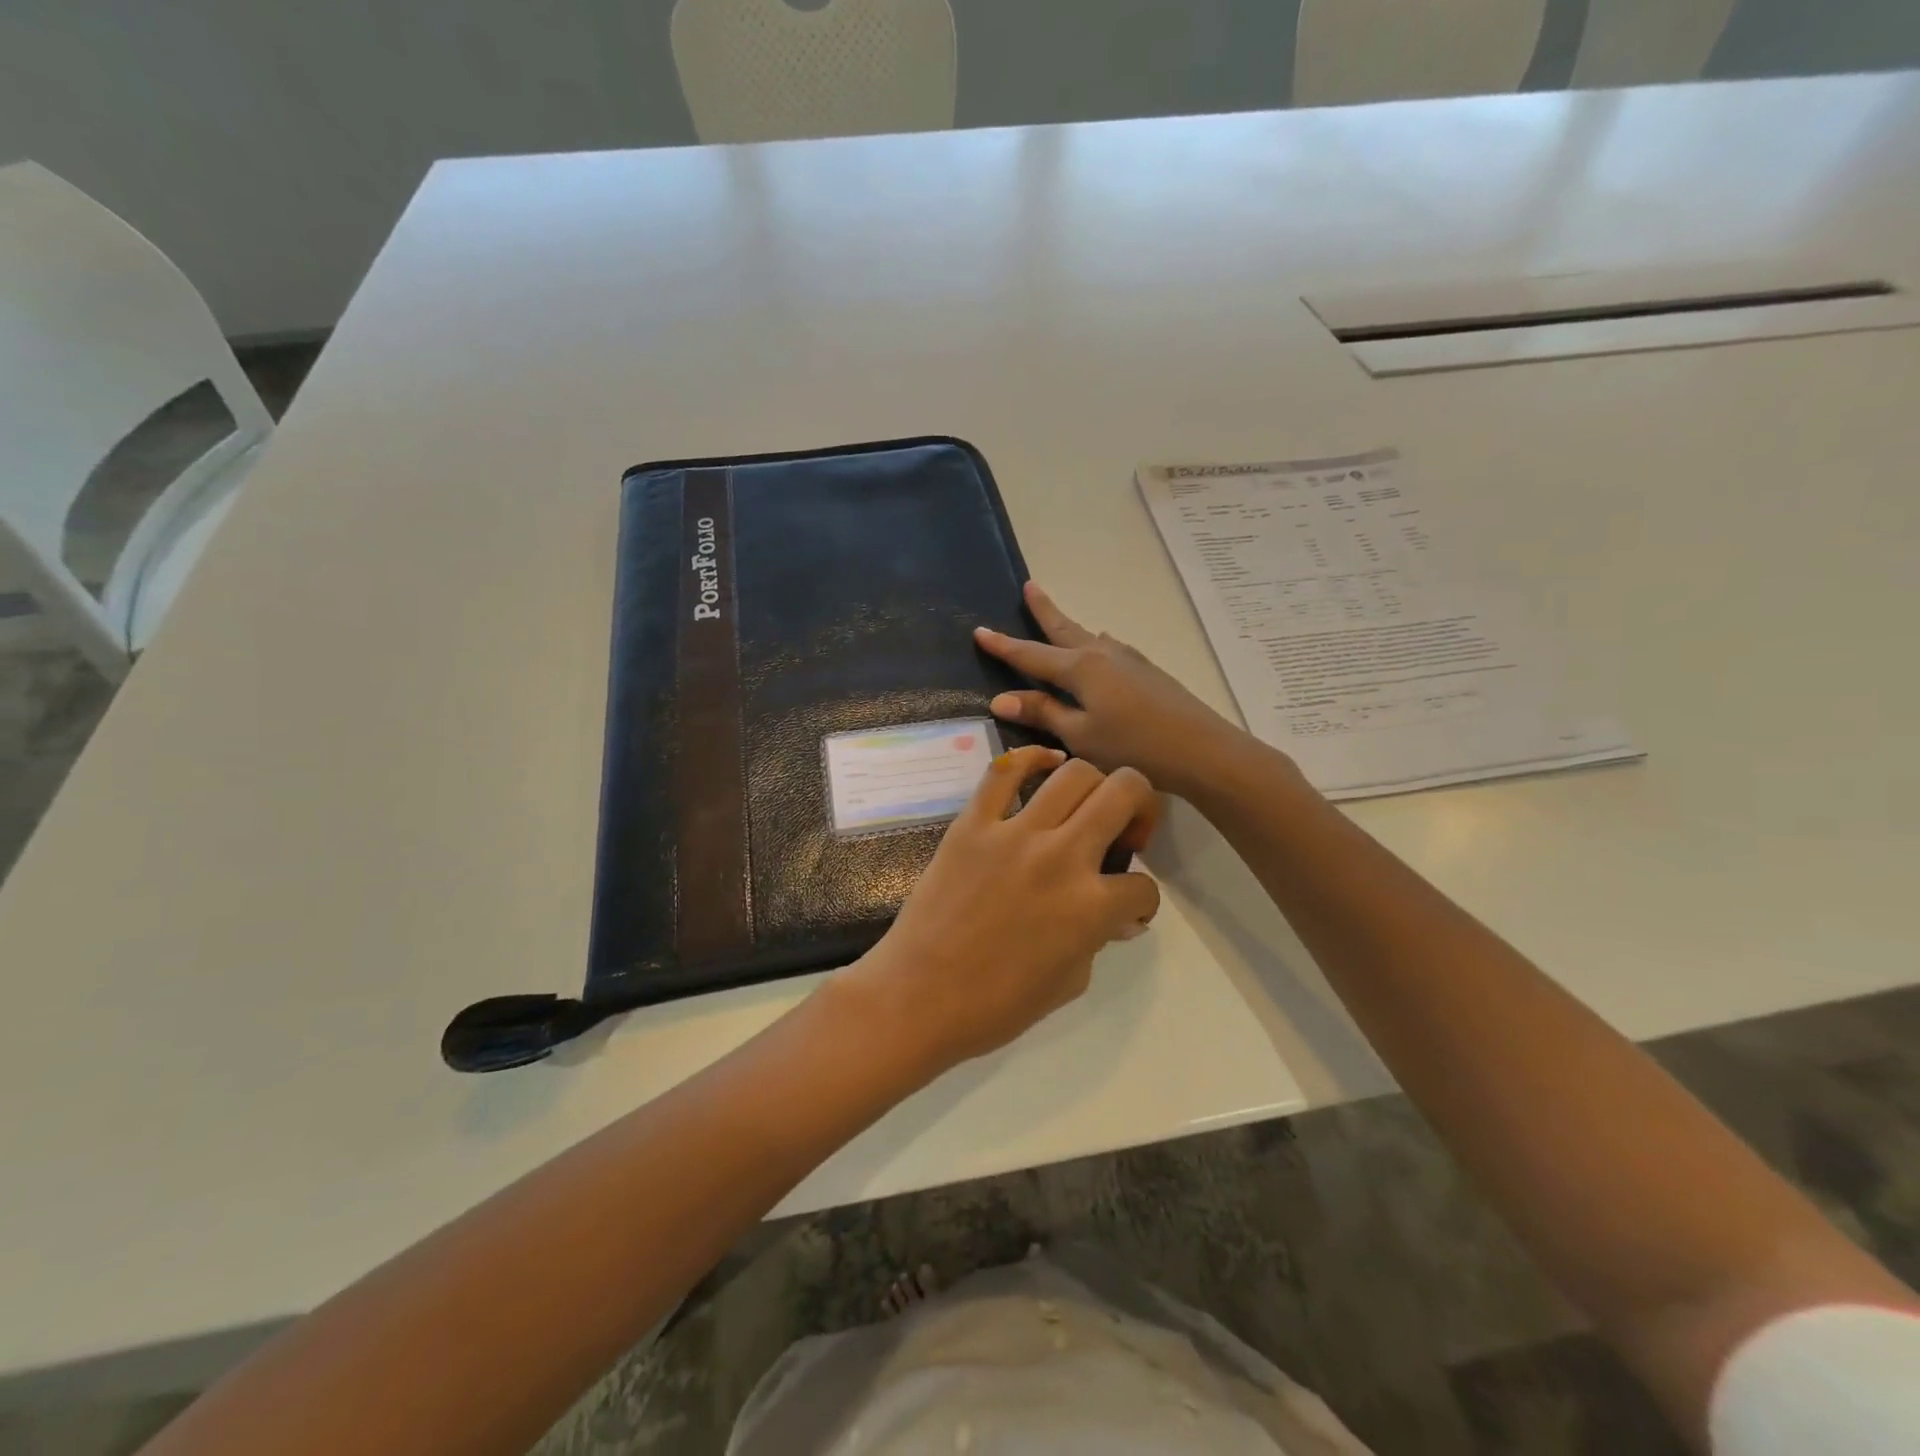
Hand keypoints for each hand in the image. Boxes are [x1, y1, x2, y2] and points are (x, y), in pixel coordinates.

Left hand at [841, 745, 1161, 1072]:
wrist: (917, 996)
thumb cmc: (995, 1005)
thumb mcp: (1067, 983)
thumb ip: (1097, 940)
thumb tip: (1117, 917)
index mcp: (1090, 908)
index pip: (1143, 886)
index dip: (1143, 900)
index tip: (1128, 908)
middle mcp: (1062, 858)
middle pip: (1125, 793)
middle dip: (1141, 807)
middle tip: (1124, 831)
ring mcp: (1014, 834)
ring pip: (1074, 773)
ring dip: (1095, 784)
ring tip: (1086, 805)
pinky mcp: (973, 823)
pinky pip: (1004, 771)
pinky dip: (1030, 758)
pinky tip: (1045, 763)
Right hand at [974, 582, 1256, 800]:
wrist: (1203, 750)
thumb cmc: (1133, 746)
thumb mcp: (1080, 735)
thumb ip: (1043, 713)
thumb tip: (1000, 697)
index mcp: (1080, 668)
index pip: (1031, 654)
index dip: (1003, 645)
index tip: (980, 630)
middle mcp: (1102, 654)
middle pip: (1064, 629)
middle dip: (1044, 610)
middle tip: (1030, 586)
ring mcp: (1129, 660)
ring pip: (1089, 638)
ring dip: (1070, 628)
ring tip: (1057, 618)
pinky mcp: (1147, 672)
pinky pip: (1109, 649)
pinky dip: (1094, 645)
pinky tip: (1101, 650)